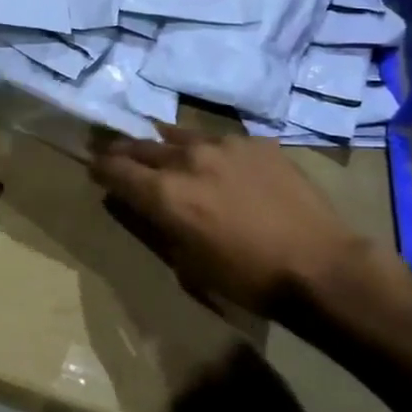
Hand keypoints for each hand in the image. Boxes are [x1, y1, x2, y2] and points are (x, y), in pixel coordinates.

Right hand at [90, 125, 411, 315]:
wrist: (319, 265)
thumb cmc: (246, 277)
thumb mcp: (187, 263)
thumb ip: (156, 226)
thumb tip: (136, 204)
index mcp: (165, 192)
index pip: (115, 169)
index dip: (99, 168)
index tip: (93, 168)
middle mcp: (186, 158)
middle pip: (141, 146)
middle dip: (123, 151)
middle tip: (113, 152)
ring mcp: (223, 144)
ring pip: (178, 134)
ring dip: (163, 144)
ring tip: (159, 149)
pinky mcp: (255, 142)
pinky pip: (219, 139)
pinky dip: (207, 150)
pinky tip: (215, 162)